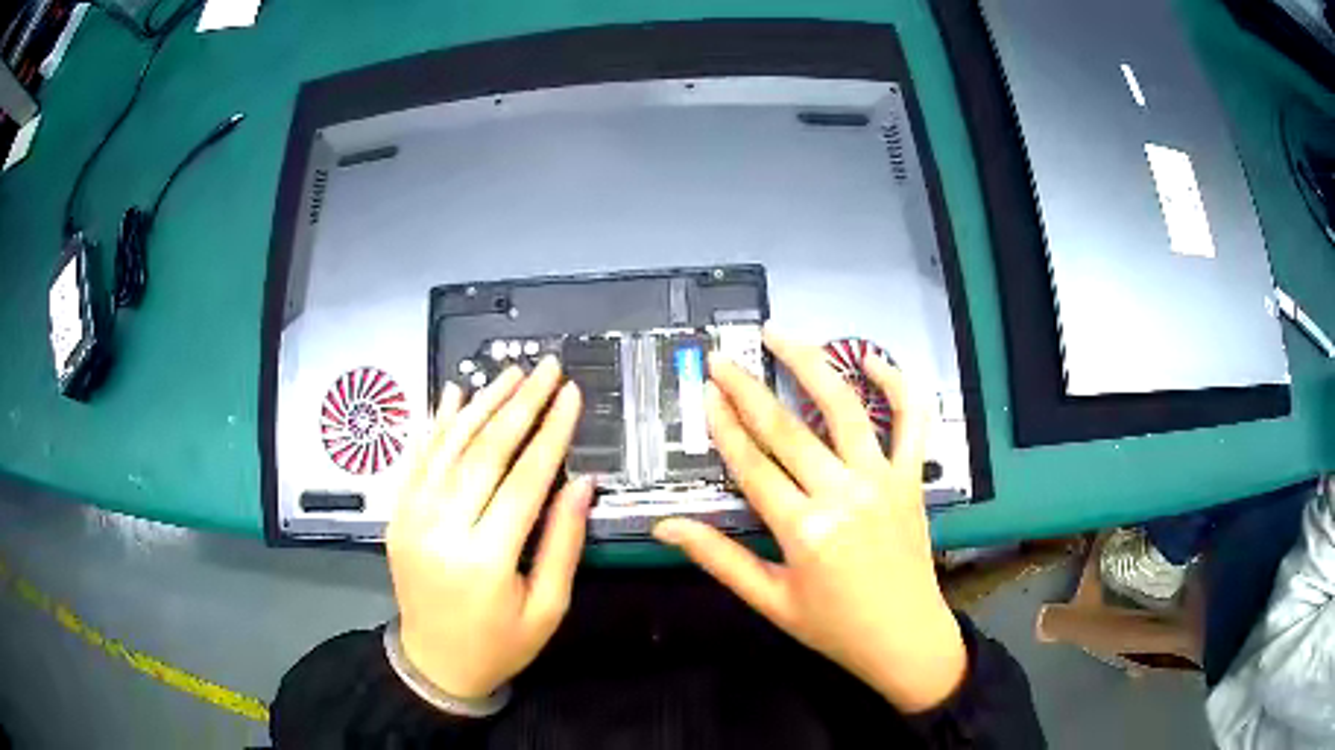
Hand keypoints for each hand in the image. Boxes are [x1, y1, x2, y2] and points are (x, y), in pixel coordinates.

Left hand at [386, 358, 592, 699]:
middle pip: (484, 452)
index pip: (524, 479)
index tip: (571, 395)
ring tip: (511, 372)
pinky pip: (418, 459)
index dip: (551, 432)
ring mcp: (412, 518)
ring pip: (449, 446)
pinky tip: (455, 394)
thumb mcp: (547, 607)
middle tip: (547, 368)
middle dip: (520, 404)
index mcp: (486, 559)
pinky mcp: (397, 515)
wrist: (434, 663)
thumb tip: (582, 482)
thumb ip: (563, 543)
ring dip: (482, 404)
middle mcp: (442, 529)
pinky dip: (437, 424)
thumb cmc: (500, 644)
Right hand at [653, 328, 965, 712]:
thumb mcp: (770, 601)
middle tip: (722, 359)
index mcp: (804, 531)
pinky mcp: (912, 478)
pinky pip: (912, 422)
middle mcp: (843, 495)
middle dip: (748, 389)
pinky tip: (873, 359)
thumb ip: (718, 558)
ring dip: (811, 365)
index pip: (753, 465)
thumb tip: (666, 526)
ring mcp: (883, 481)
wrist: (905, 638)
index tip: (705, 391)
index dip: (724, 425)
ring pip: (845, 409)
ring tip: (780, 334)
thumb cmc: (834, 626)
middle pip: (788, 429)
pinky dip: (898, 385)